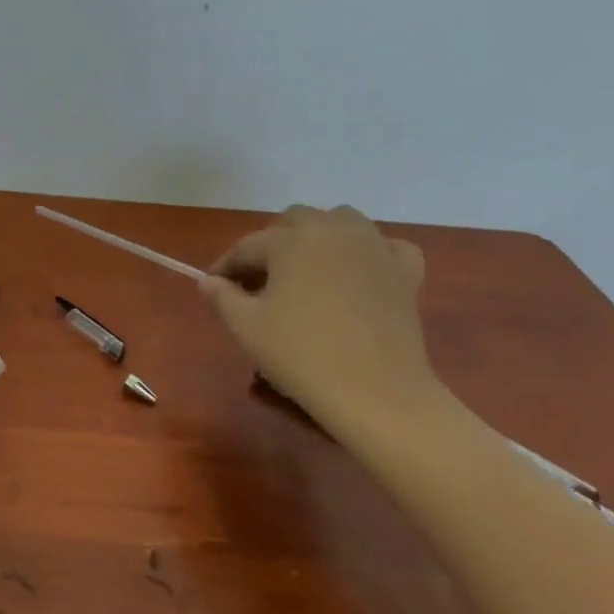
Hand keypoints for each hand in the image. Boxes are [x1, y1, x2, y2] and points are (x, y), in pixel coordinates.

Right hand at [200, 205, 434, 423]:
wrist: (374, 391)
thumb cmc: (301, 354)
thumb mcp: (246, 327)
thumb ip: (222, 297)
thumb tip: (208, 282)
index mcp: (291, 240)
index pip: (248, 246)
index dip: (226, 266)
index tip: (214, 286)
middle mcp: (333, 230)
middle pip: (295, 222)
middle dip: (273, 244)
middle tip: (260, 280)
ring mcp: (375, 247)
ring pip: (342, 222)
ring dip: (320, 237)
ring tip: (308, 269)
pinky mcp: (405, 272)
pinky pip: (387, 247)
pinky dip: (371, 253)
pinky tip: (361, 273)